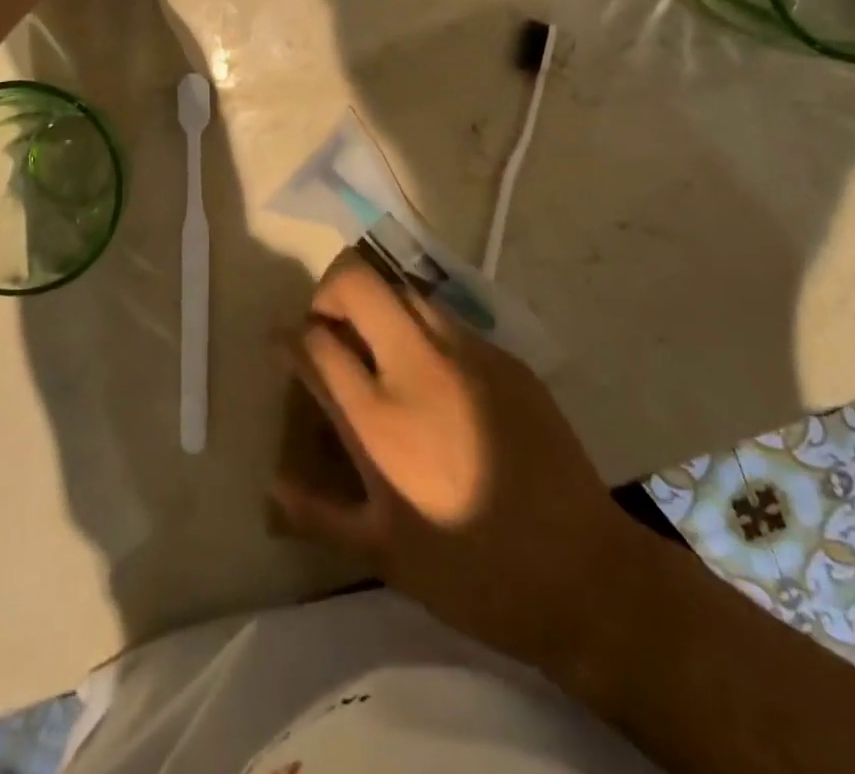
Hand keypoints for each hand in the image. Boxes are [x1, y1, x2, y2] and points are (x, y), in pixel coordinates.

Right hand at [272, 255, 634, 677]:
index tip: (283, 345)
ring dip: (378, 306)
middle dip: (328, 293)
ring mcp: (468, 352)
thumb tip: (271, 487)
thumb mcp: (384, 555)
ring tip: (378, 349)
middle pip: (357, 281)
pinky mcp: (506, 355)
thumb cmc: (472, 572)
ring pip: (404, 289)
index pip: (315, 342)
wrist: (583, 573)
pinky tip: (434, 377)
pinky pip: (448, 319)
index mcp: (380, 417)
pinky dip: (422, 330)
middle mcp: (419, 365)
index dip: (288, 337)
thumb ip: (318, 512)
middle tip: (329, 332)